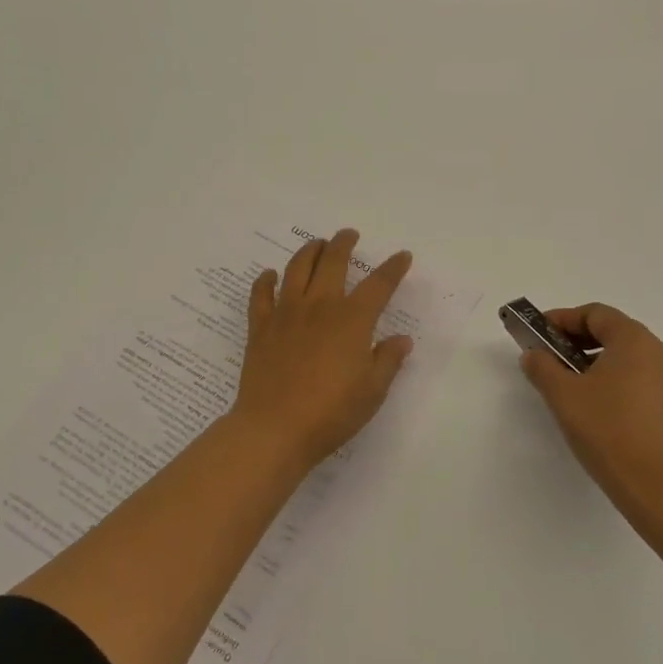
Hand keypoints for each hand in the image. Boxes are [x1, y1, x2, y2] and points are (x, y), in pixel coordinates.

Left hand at [229, 228, 414, 470]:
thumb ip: (388, 360)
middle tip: (349, 234)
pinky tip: (269, 275)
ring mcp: (286, 314)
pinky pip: (261, 295)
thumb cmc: (332, 413)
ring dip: (308, 251)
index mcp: (352, 320)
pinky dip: (265, 281)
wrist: (275, 429)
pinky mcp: (260, 328)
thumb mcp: (372, 391)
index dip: (393, 268)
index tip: (402, 256)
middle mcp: (320, 306)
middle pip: (332, 262)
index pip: (379, 285)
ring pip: (296, 269)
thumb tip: (402, 339)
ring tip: (316, 244)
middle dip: (343, 243)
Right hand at [520, 303, 662, 513]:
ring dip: (594, 362)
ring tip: (569, 385)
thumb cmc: (607, 429)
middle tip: (550, 358)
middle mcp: (658, 353)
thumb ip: (543, 367)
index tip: (539, 334)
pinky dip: (614, 382)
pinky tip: (595, 407)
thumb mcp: (563, 395)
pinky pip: (639, 380)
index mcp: (634, 340)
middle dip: (577, 341)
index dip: (563, 319)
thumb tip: (534, 355)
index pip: (595, 314)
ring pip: (626, 358)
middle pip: (613, 332)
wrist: (656, 485)